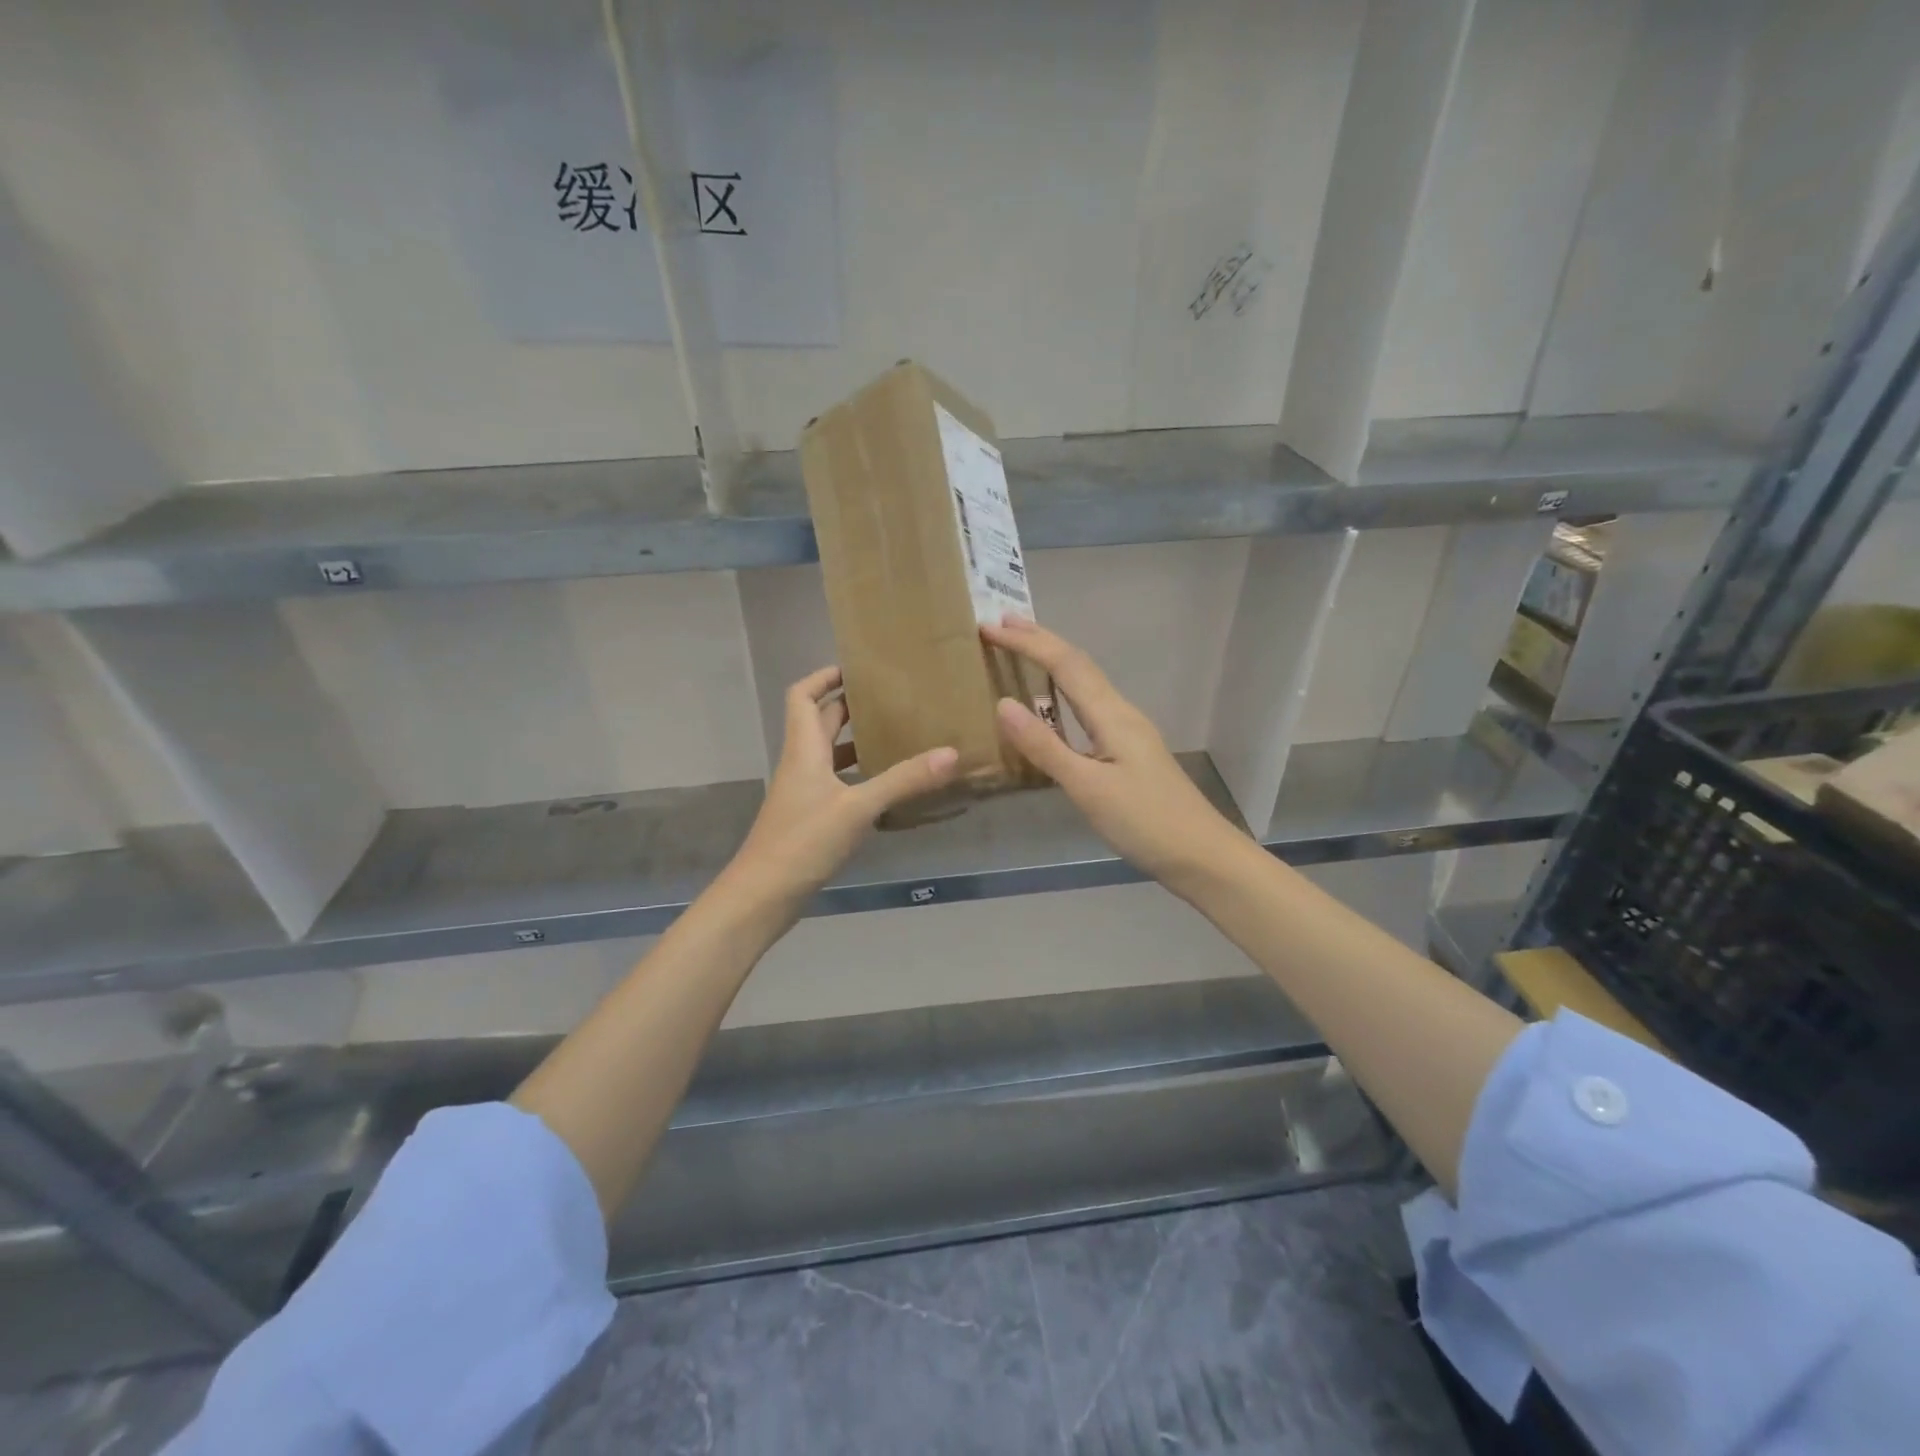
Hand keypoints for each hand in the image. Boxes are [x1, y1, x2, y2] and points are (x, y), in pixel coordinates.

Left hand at [724, 665, 959, 909]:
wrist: (762, 896)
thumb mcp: (858, 808)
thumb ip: (904, 780)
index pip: (804, 696)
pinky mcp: (810, 818)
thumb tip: (951, 753)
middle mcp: (800, 764)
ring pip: (829, 754)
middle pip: (820, 721)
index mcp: (804, 749)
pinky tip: (887, 787)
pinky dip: (858, 777)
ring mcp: (803, 793)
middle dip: (851, 705)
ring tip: (896, 736)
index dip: (824, 676)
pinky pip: (836, 783)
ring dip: (856, 742)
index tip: (857, 668)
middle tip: (891, 699)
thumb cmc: (804, 841)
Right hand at [984, 618, 1246, 893]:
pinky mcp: (1128, 750)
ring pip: (1085, 683)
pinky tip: (1054, 705)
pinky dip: (1063, 691)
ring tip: (1021, 651)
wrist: (1201, 855)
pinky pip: (1089, 706)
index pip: (1064, 664)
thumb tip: (1003, 704)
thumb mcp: (1087, 787)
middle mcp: (1121, 713)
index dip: (1026, 642)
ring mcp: (1128, 731)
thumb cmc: (1144, 821)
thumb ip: (1045, 746)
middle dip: (1039, 640)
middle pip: (1078, 664)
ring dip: (1052, 661)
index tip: (989, 627)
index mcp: (1111, 715)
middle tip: (1000, 624)